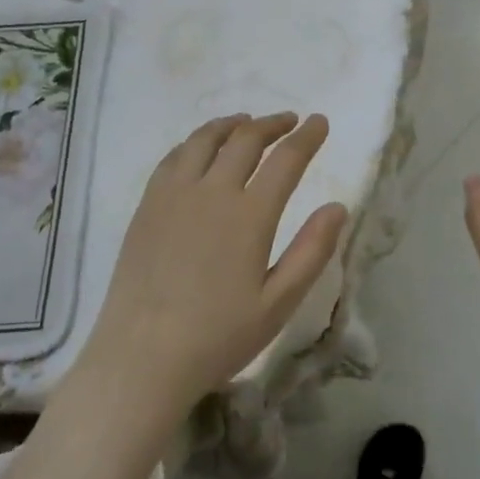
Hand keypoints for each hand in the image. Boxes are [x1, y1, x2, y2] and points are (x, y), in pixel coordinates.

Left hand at [77, 113, 348, 419]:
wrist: (141, 357)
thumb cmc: (218, 336)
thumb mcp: (278, 303)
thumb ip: (311, 251)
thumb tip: (338, 207)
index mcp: (250, 215)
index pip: (286, 159)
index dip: (307, 137)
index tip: (319, 122)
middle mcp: (212, 192)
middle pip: (246, 139)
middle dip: (273, 124)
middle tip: (289, 121)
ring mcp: (174, 195)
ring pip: (205, 139)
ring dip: (232, 125)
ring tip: (246, 123)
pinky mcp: (147, 205)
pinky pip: (173, 157)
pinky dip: (195, 142)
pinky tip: (200, 148)